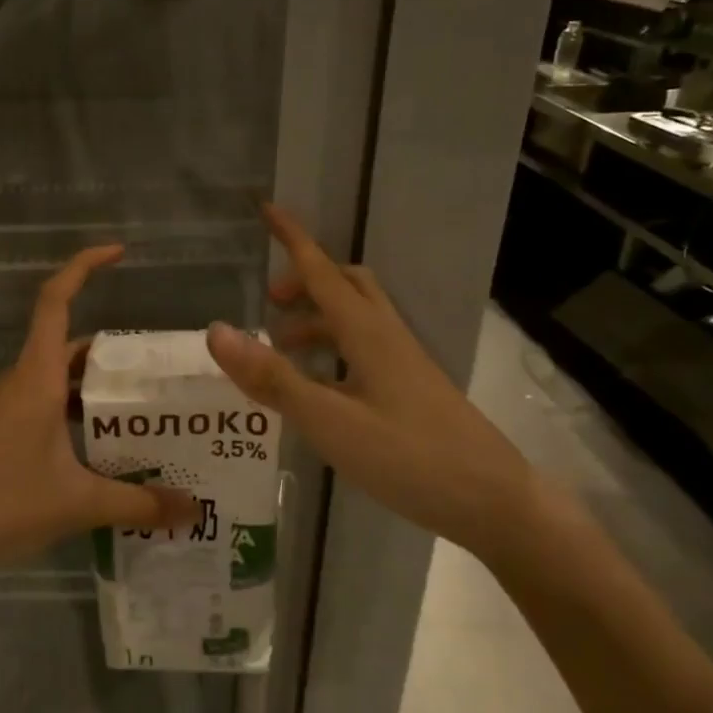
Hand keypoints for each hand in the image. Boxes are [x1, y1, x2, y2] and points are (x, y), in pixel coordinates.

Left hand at [0, 246, 197, 587]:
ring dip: (96, 385)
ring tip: (145, 407)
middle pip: (68, 343)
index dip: (84, 266)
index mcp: (37, 377)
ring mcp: (9, 407)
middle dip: (113, 349)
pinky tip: (106, 446)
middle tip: (161, 369)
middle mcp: (22, 381)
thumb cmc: (1, 504)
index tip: (119, 252)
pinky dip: (78, 412)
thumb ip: (139, 503)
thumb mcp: (79, 503)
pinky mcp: (3, 432)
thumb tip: (194, 510)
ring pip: (58, 378)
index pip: (55, 299)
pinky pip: (47, 405)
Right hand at [203, 204, 540, 560]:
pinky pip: (364, 349)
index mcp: (367, 333)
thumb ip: (272, 378)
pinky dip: (332, 349)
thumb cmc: (409, 458)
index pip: (321, 272)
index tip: (267, 209)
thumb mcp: (329, 421)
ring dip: (316, 319)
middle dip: (306, 280)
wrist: (495, 503)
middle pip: (346, 285)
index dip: (292, 239)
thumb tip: (216, 331)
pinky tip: (319, 387)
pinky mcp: (412, 390)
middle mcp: (387, 337)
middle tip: (271, 302)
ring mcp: (404, 364)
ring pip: (356, 319)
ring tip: (280, 348)